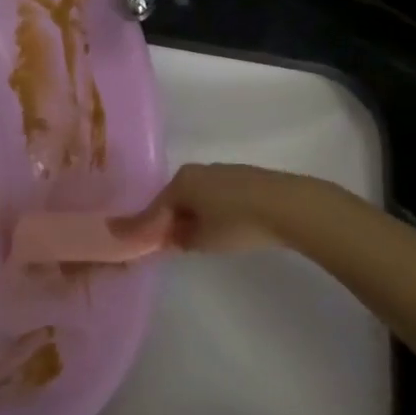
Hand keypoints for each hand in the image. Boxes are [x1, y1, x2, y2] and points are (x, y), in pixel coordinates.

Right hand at [112, 163, 318, 253]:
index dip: (142, 228)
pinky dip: (210, 210)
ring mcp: (222, 171)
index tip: (127, 240)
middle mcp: (197, 171)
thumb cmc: (236, 223)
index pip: (154, 209)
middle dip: (169, 221)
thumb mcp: (200, 239)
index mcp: (180, 182)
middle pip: (175, 199)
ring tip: (194, 238)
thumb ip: (177, 239)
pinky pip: (216, 196)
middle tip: (166, 243)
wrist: (289, 206)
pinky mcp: (244, 178)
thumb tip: (168, 238)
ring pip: (197, 197)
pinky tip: (219, 226)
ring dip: (191, 215)